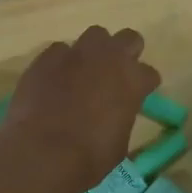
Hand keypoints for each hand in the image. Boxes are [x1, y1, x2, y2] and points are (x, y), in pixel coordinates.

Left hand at [0, 26, 158, 189]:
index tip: (137, 97)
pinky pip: (60, 50)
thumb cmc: (89, 157)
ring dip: (94, 51)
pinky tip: (54, 80)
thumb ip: (122, 117)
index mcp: (133, 80)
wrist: (42, 152)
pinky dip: (61, 62)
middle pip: (129, 38)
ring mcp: (76, 53)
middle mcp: (109, 58)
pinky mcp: (47, 57)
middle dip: (126, 53)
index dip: (143, 85)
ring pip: (94, 35)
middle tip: (115, 74)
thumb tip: (113, 114)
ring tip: (84, 72)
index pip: (149, 73)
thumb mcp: (119, 142)